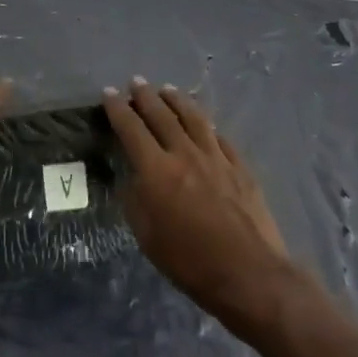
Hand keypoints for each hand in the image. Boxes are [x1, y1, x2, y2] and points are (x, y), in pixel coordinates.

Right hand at [103, 79, 294, 329]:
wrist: (249, 274)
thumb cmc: (190, 262)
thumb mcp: (147, 237)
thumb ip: (136, 201)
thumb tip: (134, 179)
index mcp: (156, 170)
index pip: (131, 129)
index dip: (118, 109)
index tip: (109, 93)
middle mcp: (184, 154)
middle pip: (162, 115)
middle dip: (145, 96)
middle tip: (136, 82)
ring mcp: (216, 157)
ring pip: (193, 118)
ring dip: (177, 100)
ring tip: (168, 89)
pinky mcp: (240, 166)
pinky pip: (219, 137)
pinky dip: (206, 125)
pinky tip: (204, 123)